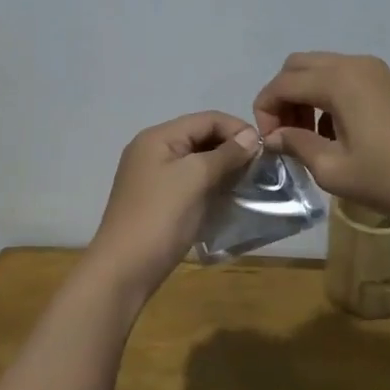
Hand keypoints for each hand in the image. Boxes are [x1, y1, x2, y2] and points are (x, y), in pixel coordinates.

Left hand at [89, 112, 261, 296]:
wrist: (124, 269)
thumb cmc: (160, 217)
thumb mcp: (195, 179)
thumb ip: (225, 154)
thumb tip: (252, 137)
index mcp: (158, 137)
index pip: (206, 119)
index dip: (237, 129)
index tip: (266, 150)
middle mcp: (152, 150)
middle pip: (200, 137)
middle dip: (231, 148)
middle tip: (260, 168)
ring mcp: (152, 176)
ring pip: (196, 161)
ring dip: (223, 168)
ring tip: (249, 182)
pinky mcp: (157, 199)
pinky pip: (189, 181)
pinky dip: (210, 185)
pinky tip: (228, 197)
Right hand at [253, 53, 389, 224]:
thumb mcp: (335, 170)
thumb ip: (297, 145)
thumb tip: (274, 137)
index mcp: (338, 80)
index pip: (282, 84)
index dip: (265, 111)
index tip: (269, 143)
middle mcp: (354, 65)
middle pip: (298, 66)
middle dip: (282, 96)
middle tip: (285, 134)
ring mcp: (376, 71)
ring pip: (321, 69)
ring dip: (304, 96)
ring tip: (308, 137)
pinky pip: (344, 78)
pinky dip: (328, 96)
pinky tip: (336, 133)